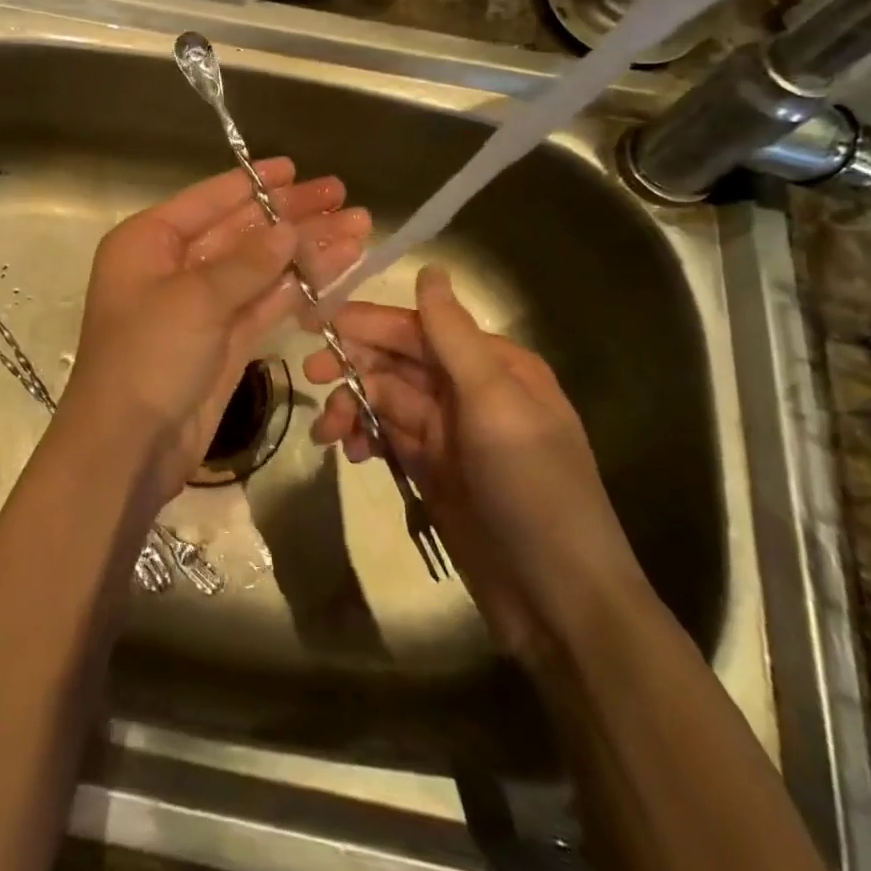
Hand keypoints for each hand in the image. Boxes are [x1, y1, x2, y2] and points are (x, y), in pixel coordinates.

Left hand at [58, 159, 368, 506]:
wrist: (128, 448)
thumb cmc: (147, 357)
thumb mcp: (194, 300)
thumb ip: (247, 262)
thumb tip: (289, 228)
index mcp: (149, 242)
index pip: (210, 200)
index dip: (256, 184)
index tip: (298, 169)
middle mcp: (174, 266)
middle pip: (241, 231)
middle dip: (292, 216)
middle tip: (343, 197)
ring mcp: (201, 305)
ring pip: (260, 268)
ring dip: (306, 251)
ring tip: (358, 229)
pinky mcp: (224, 341)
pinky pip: (266, 304)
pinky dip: (299, 289)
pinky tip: (337, 270)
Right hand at [305, 266, 645, 661]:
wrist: (559, 601)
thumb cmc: (532, 489)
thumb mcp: (494, 404)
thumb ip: (453, 337)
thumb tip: (429, 268)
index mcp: (492, 364)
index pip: (418, 328)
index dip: (366, 322)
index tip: (314, 323)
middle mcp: (469, 390)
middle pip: (396, 362)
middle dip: (353, 365)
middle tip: (312, 376)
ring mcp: (448, 433)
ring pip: (385, 400)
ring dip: (353, 408)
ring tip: (329, 435)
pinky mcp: (433, 470)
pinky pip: (387, 437)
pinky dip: (364, 438)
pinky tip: (351, 454)